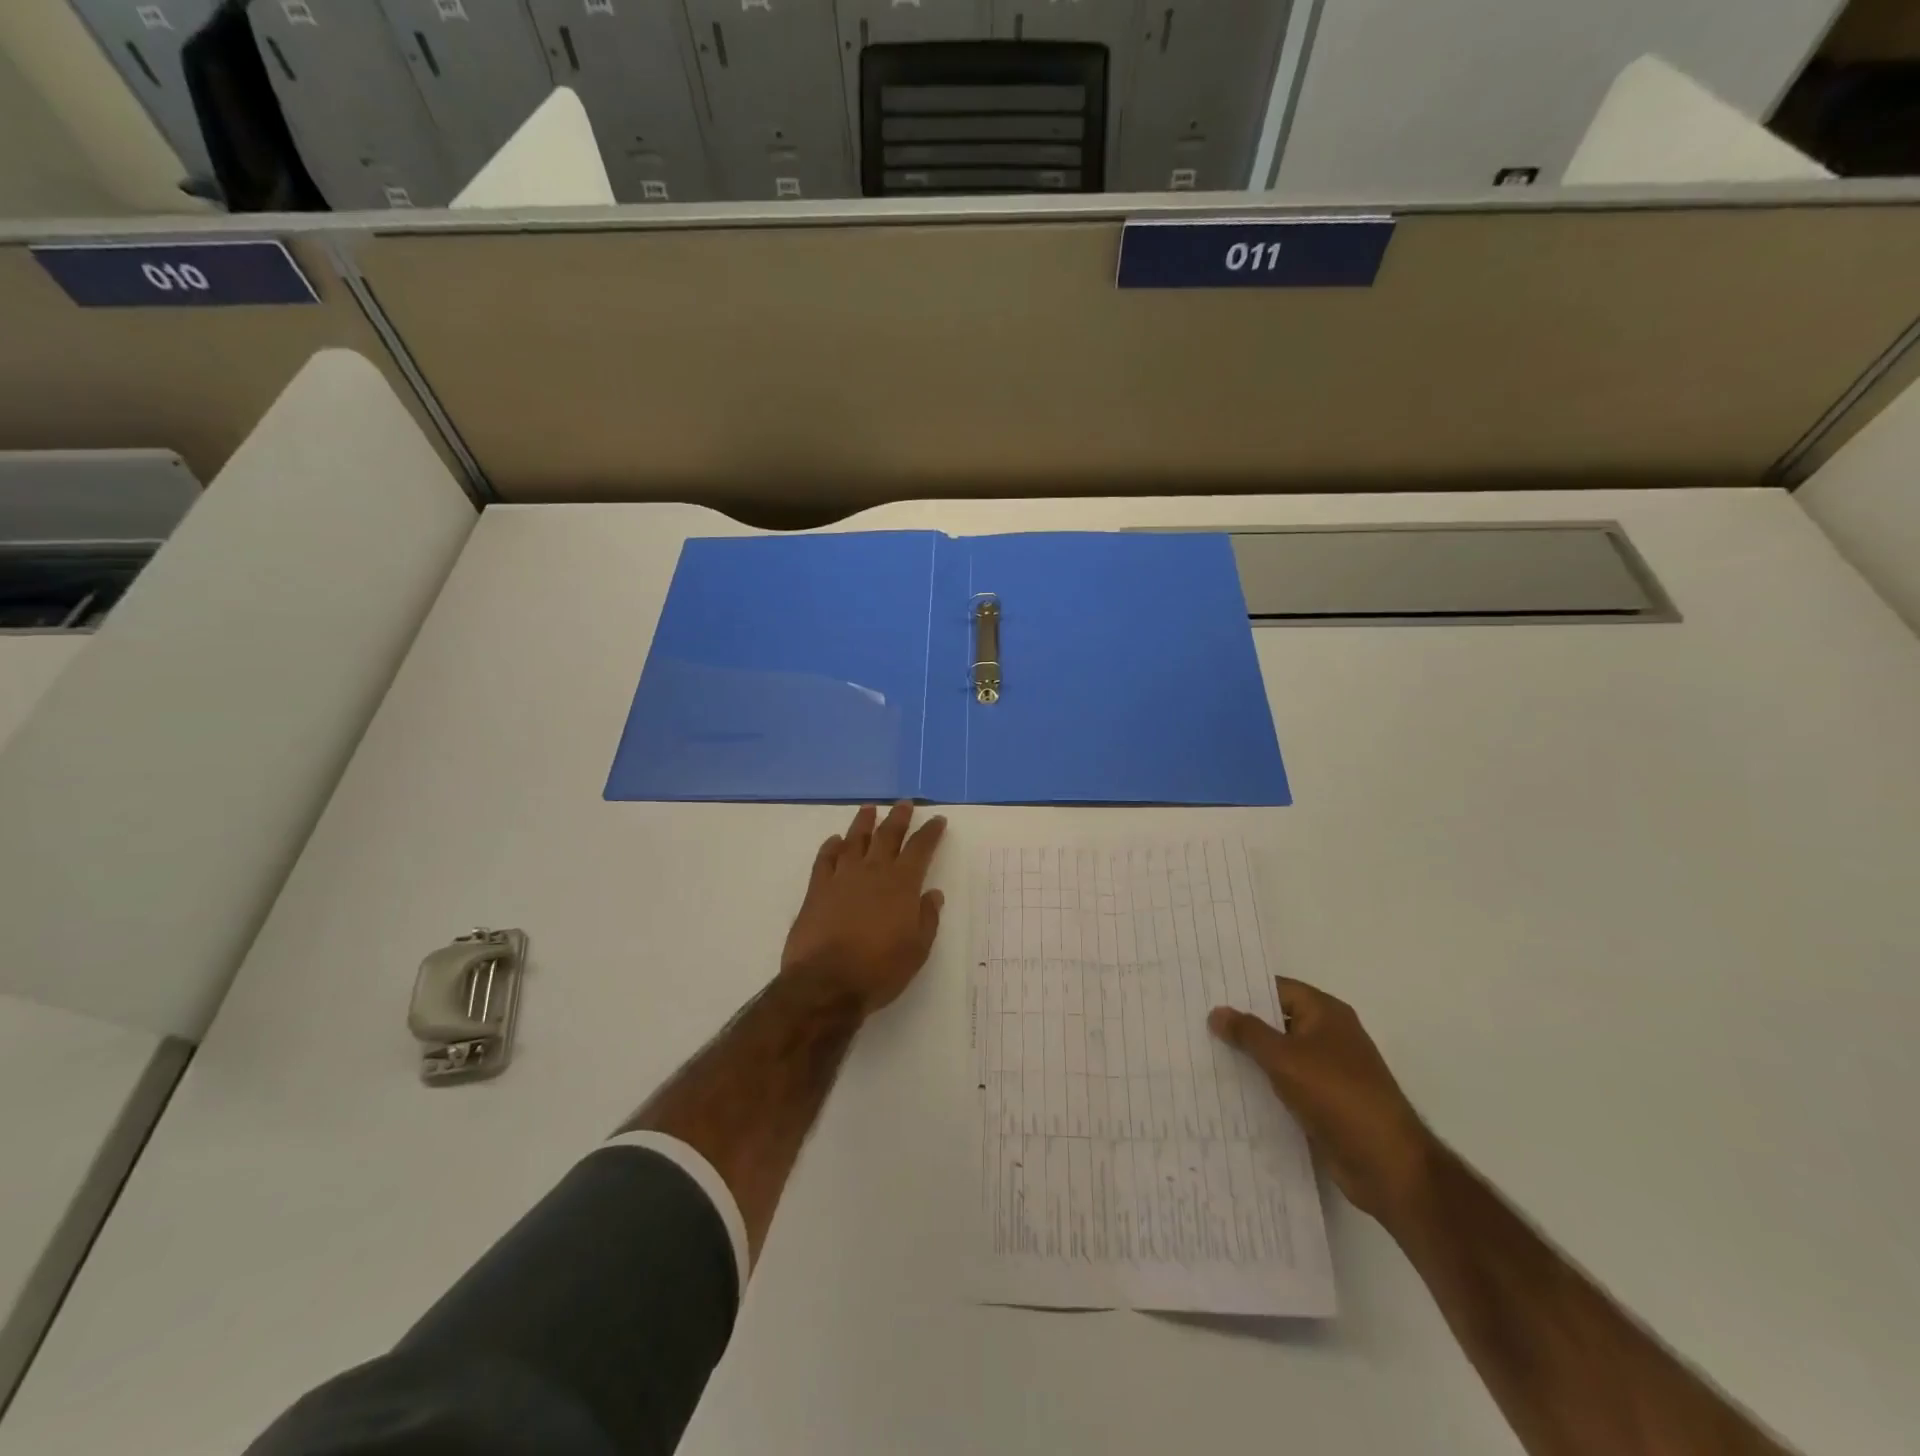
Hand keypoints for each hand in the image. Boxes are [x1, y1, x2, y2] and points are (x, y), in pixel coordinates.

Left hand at [780, 802, 947, 1015]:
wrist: (826, 983)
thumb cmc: (879, 969)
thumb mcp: (917, 950)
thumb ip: (926, 918)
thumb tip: (932, 894)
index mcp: (901, 884)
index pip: (920, 849)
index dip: (930, 832)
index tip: (937, 820)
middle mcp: (872, 872)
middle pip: (887, 835)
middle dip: (898, 818)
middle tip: (904, 804)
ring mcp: (842, 877)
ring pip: (855, 840)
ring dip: (864, 823)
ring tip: (869, 809)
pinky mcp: (816, 889)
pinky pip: (824, 859)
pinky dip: (831, 846)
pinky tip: (835, 840)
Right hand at [1209, 978, 1436, 1225]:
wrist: (1386, 1164)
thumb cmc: (1336, 1096)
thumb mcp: (1284, 1058)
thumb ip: (1248, 1032)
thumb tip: (1216, 1011)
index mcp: (1326, 1013)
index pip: (1278, 988)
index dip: (1244, 990)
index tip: (1207, 992)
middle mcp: (1330, 1035)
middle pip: (1278, 1021)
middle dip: (1243, 1024)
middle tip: (1198, 1022)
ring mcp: (1330, 1071)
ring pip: (1281, 1055)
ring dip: (1251, 1057)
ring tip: (1206, 1053)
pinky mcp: (1326, 1103)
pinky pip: (1287, 1084)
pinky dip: (1264, 1085)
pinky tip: (1232, 1089)